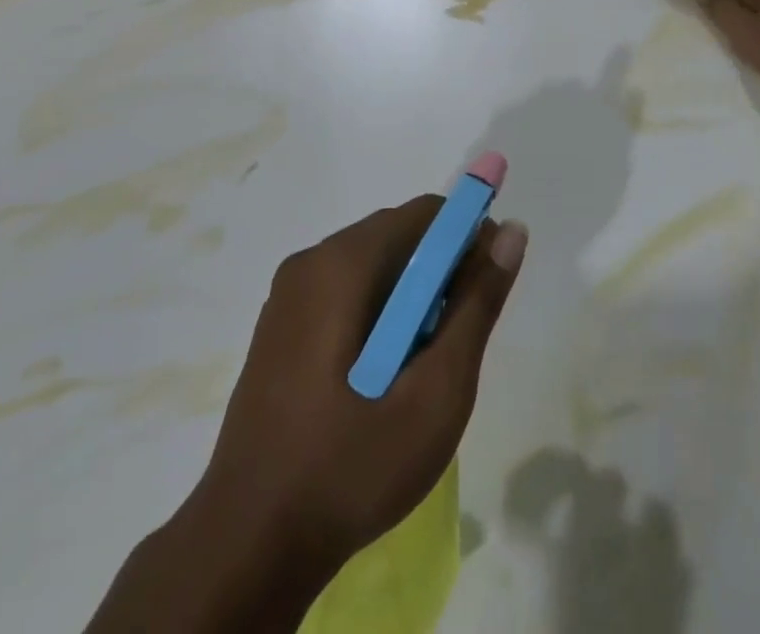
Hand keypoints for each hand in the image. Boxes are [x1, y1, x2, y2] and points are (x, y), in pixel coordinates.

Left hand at [203, 198, 527, 569]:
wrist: (248, 545)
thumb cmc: (352, 465)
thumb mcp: (436, 391)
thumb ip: (477, 304)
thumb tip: (511, 231)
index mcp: (343, 263)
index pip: (425, 214)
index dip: (468, 237)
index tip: (488, 287)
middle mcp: (310, 261)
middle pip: (396, 236)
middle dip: (439, 272)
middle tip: (457, 339)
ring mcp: (287, 295)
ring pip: (371, 266)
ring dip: (409, 296)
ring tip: (421, 365)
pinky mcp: (278, 327)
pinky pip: (343, 292)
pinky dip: (377, 312)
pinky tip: (381, 375)